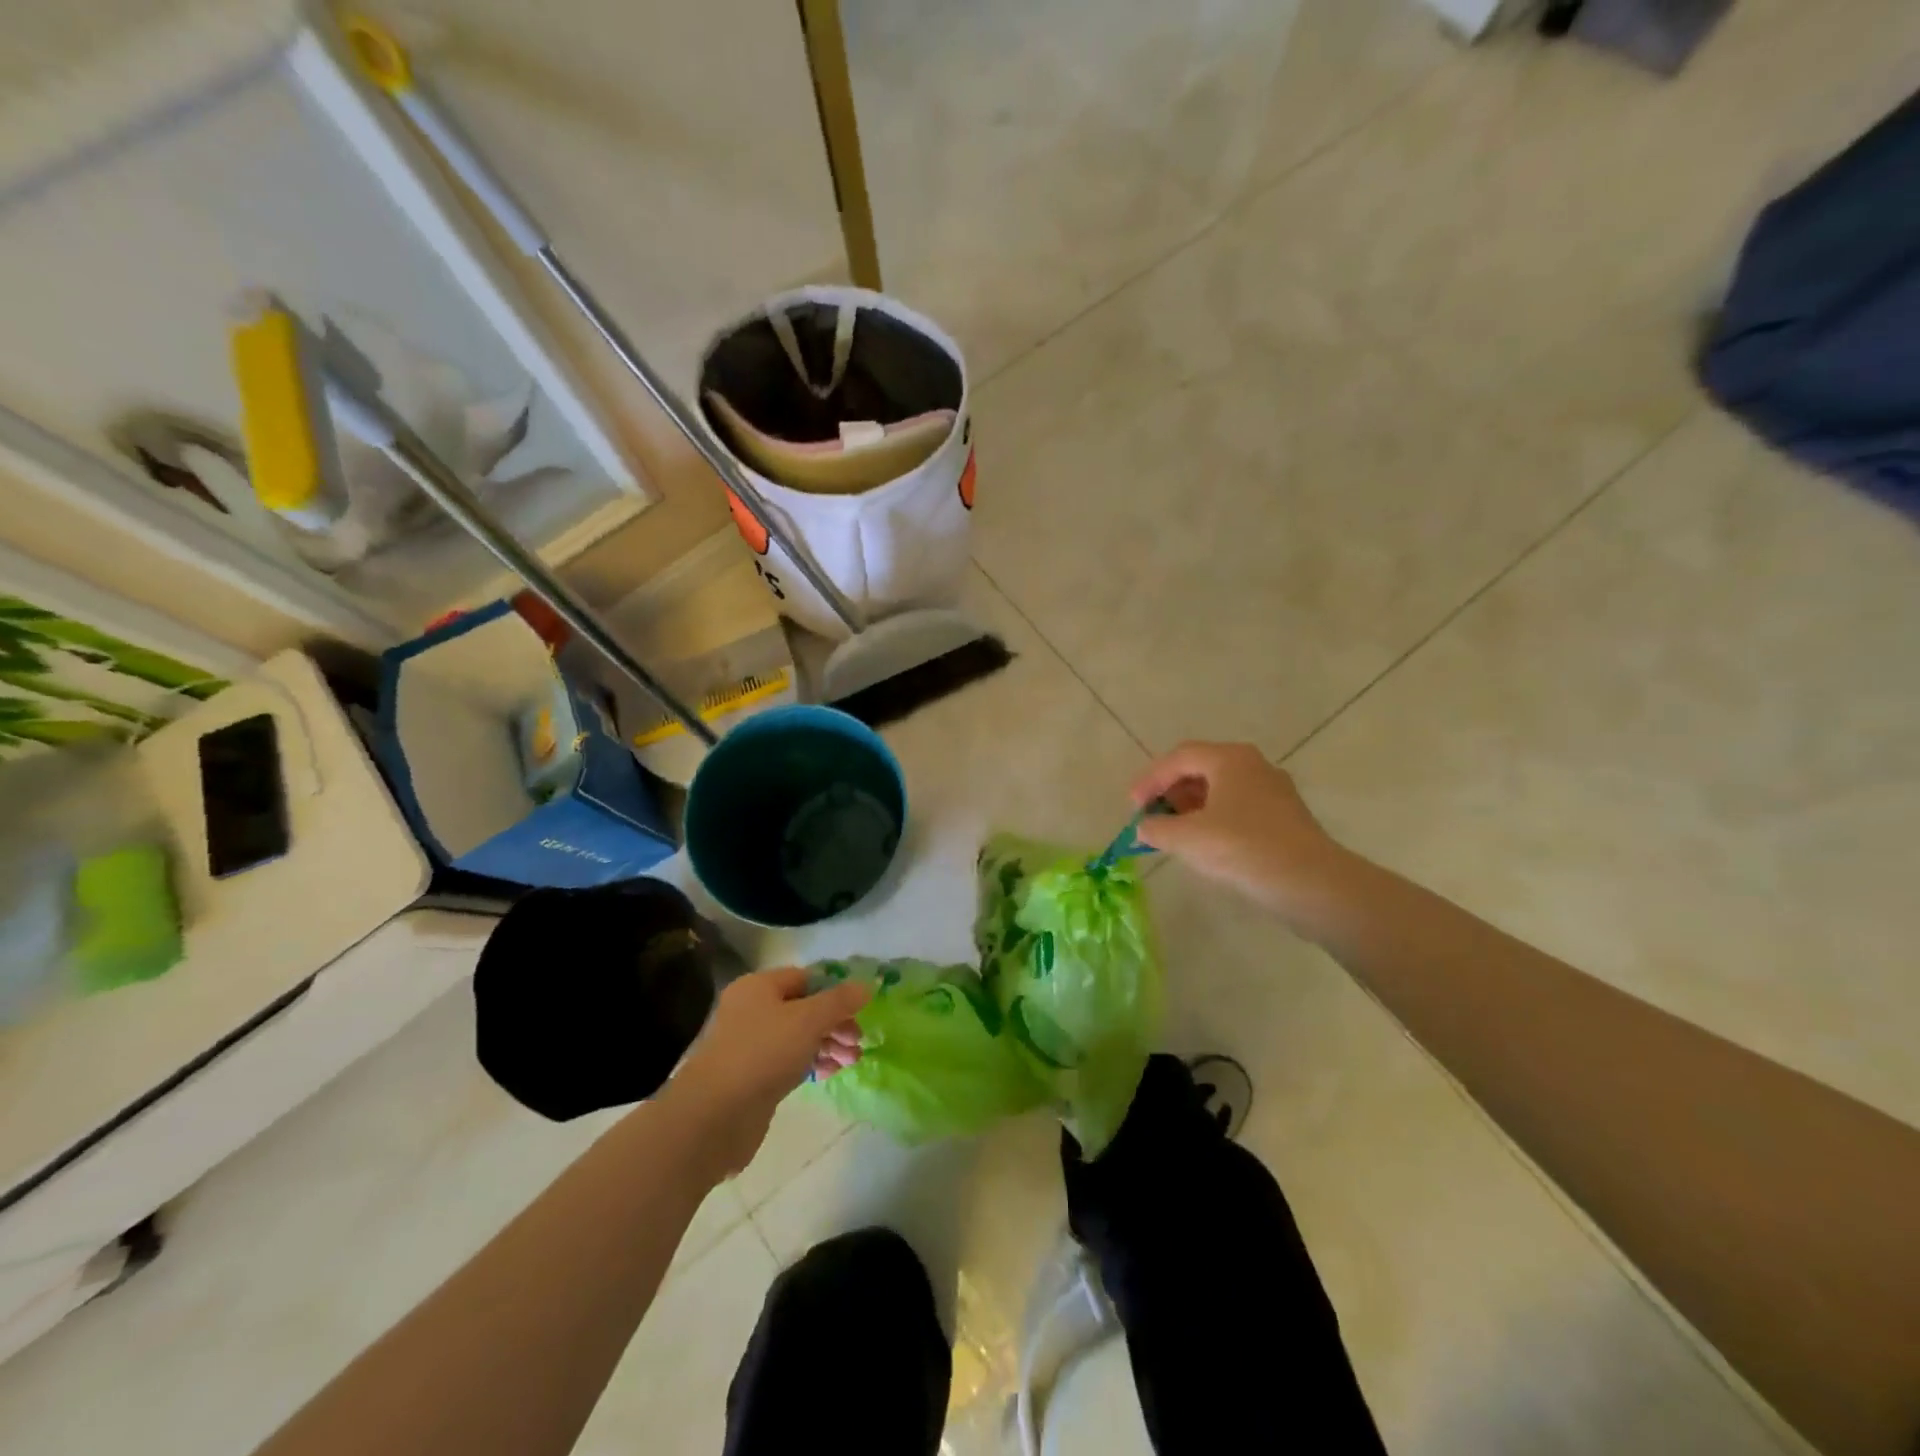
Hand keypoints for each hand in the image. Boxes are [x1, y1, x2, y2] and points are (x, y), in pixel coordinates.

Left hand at [665, 968, 868, 1176]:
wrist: (714, 1116)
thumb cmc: (763, 1053)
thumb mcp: (809, 1019)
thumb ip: (840, 1001)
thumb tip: (867, 985)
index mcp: (759, 987)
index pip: (806, 978)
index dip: (835, 990)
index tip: (860, 1010)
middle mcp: (752, 1010)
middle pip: (804, 1008)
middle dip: (835, 1023)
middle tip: (857, 1041)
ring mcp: (751, 1045)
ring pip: (799, 1037)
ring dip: (828, 1045)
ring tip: (850, 1062)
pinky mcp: (753, 1077)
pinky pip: (789, 1062)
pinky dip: (811, 1064)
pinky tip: (829, 1074)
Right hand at [1131, 742, 1350, 921]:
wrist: (1312, 884)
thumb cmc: (1242, 849)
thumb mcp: (1187, 838)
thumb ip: (1156, 828)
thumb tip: (1143, 827)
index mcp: (1230, 759)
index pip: (1179, 758)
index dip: (1150, 780)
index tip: (1133, 807)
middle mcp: (1254, 766)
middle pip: (1201, 770)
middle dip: (1171, 792)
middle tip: (1153, 818)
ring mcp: (1274, 792)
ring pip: (1221, 790)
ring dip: (1191, 808)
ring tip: (1174, 834)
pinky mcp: (1286, 818)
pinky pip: (1239, 809)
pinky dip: (1214, 821)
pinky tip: (1206, 846)